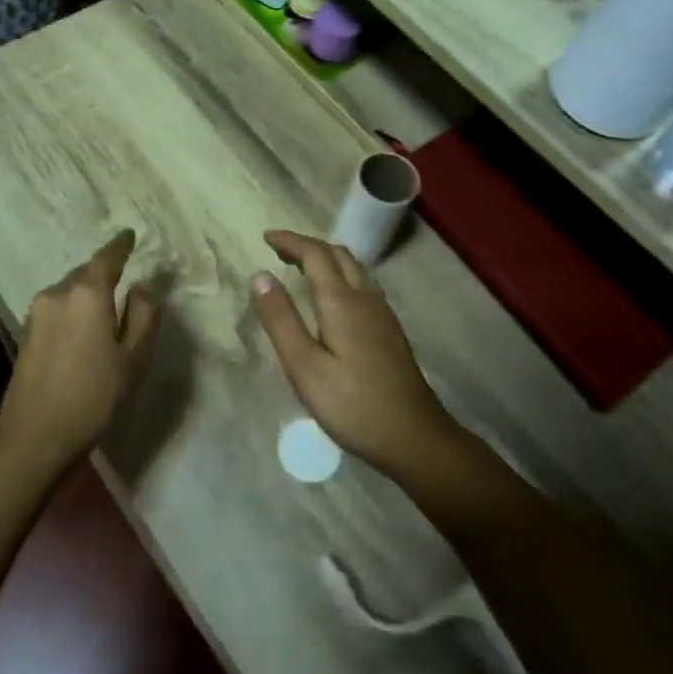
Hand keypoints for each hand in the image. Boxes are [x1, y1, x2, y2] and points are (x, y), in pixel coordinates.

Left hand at [0, 230, 159, 473]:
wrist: (35, 435)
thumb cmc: (94, 395)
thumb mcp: (133, 358)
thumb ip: (144, 315)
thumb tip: (144, 286)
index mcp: (87, 293)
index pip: (107, 257)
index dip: (121, 245)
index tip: (130, 235)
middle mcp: (58, 293)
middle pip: (86, 273)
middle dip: (104, 272)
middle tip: (124, 279)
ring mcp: (36, 311)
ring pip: (69, 290)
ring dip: (87, 293)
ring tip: (105, 309)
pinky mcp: (25, 331)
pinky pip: (56, 307)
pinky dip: (72, 309)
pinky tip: (82, 329)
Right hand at [249, 230, 461, 479]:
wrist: (413, 436)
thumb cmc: (352, 404)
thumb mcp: (304, 365)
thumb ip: (281, 319)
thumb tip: (260, 275)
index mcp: (342, 301)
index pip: (315, 254)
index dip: (290, 241)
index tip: (266, 237)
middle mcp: (365, 297)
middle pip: (338, 255)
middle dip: (308, 246)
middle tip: (280, 252)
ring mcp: (383, 313)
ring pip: (355, 269)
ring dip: (327, 259)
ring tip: (302, 269)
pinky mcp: (390, 330)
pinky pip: (363, 285)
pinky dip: (341, 276)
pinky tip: (334, 299)